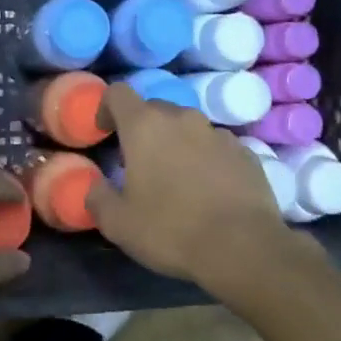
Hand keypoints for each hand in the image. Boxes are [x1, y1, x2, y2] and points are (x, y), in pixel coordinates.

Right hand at [85, 85, 291, 293]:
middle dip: (143, 130)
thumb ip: (97, 197)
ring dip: (177, 144)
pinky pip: (216, 146)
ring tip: (178, 180)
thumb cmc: (171, 230)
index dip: (106, 108)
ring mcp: (218, 133)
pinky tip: (209, 191)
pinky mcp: (246, 152)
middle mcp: (182, 118)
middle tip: (139, 165)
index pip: (118, 93)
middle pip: (154, 109)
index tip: (105, 133)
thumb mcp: (118, 223)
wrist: (244, 248)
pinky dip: (207, 159)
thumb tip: (94, 185)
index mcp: (144, 126)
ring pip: (188, 127)